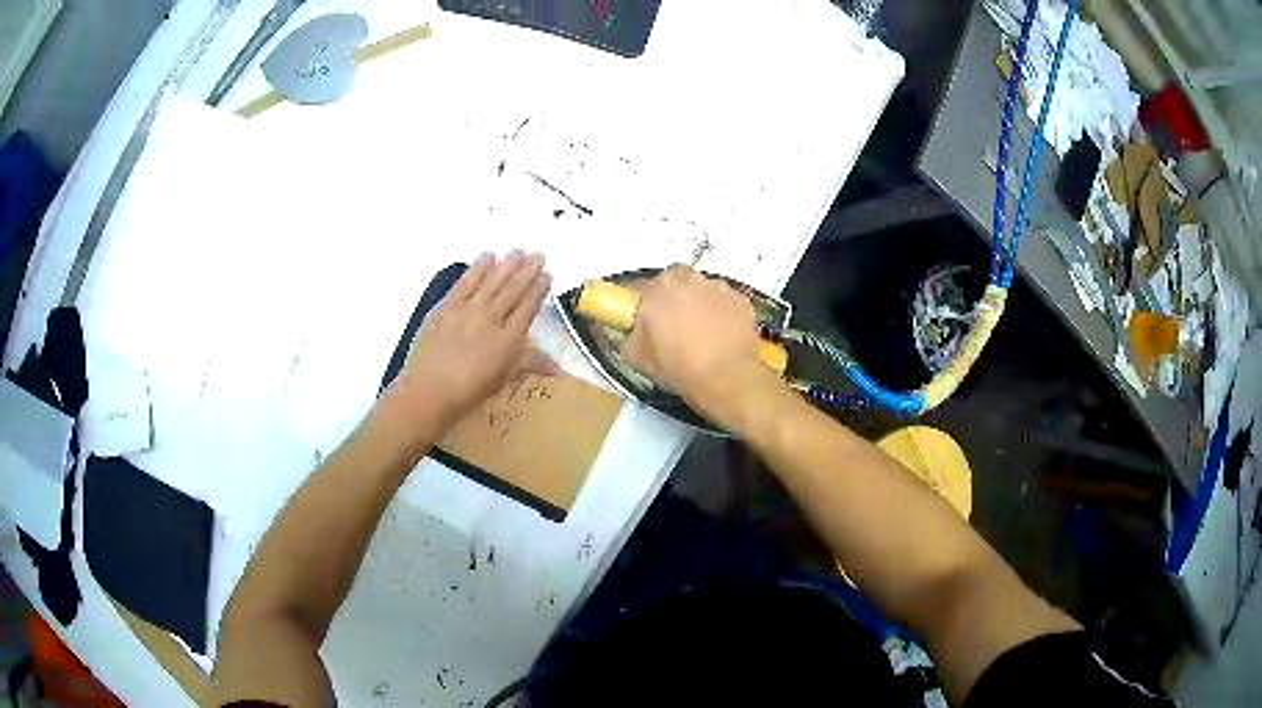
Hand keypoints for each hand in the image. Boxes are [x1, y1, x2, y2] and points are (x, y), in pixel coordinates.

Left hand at [392, 251, 556, 424]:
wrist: (428, 391)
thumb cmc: (468, 392)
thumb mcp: (502, 380)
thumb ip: (528, 365)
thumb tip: (556, 367)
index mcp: (507, 341)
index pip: (527, 309)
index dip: (538, 291)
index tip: (547, 275)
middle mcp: (491, 320)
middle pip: (513, 290)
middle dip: (527, 271)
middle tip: (538, 254)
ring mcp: (467, 311)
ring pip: (492, 282)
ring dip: (507, 265)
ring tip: (518, 251)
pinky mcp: (446, 307)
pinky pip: (465, 283)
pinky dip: (477, 269)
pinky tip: (487, 256)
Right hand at [622, 265, 772, 419]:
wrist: (726, 379)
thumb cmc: (677, 367)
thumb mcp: (636, 358)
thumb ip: (629, 337)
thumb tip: (631, 331)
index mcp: (657, 288)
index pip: (638, 288)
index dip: (638, 305)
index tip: (641, 320)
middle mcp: (687, 278)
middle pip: (673, 282)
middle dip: (670, 298)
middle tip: (672, 325)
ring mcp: (718, 286)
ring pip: (701, 290)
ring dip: (698, 304)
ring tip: (701, 333)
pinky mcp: (741, 300)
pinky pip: (724, 303)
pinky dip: (721, 314)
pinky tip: (721, 337)